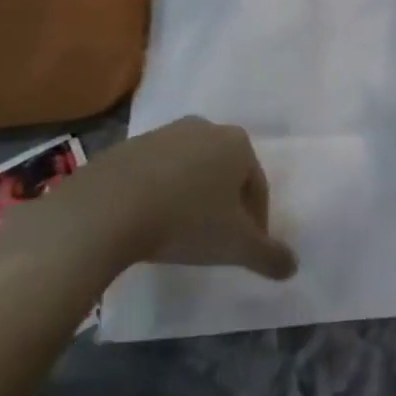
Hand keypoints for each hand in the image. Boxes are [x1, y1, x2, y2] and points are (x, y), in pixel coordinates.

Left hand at [7, 117, 296, 279]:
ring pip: (188, 172)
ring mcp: (161, 135)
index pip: (258, 186)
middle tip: (214, 240)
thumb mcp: (236, 246)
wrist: (102, 212)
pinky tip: (146, 224)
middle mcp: (203, 128)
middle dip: (223, 205)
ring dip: (190, 198)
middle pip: (224, 173)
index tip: (244, 248)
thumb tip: (293, 267)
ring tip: (178, 234)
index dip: (256, 221)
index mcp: (237, 143)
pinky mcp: (124, 148)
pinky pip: (152, 175)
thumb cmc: (185, 221)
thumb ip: (269, 256)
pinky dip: (157, 196)